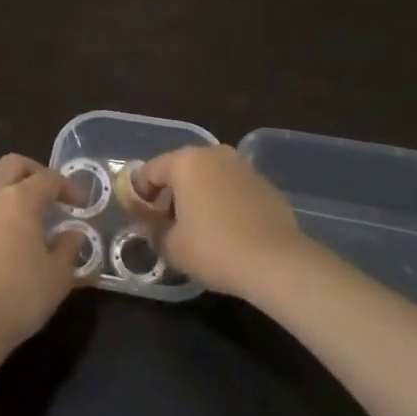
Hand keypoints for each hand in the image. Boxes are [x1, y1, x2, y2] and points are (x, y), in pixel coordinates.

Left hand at [0, 154, 86, 354]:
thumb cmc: (19, 296)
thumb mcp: (57, 276)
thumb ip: (68, 248)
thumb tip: (72, 234)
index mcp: (20, 200)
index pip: (48, 179)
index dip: (68, 186)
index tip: (80, 203)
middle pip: (12, 165)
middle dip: (34, 172)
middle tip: (50, 194)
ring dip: (10, 193)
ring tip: (26, 220)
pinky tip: (2, 244)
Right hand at [137, 145, 308, 297]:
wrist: (277, 262)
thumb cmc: (214, 249)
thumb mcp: (172, 247)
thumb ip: (154, 231)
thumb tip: (151, 225)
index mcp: (185, 161)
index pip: (150, 171)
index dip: (140, 194)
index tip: (139, 218)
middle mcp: (213, 154)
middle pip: (181, 170)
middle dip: (170, 194)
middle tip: (166, 224)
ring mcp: (242, 166)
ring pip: (209, 177)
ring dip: (198, 196)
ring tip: (197, 229)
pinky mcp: (264, 183)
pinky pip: (232, 189)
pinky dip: (223, 203)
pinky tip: (226, 231)